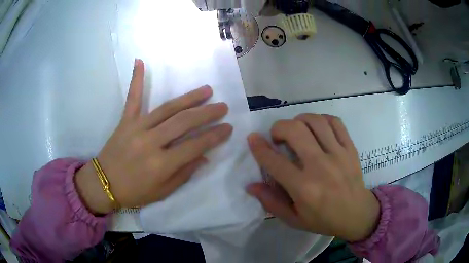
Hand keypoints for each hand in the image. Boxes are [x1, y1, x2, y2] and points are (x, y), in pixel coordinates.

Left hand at [75, 59, 232, 213]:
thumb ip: (184, 173)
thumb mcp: (163, 192)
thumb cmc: (135, 192)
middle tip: (223, 106)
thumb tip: (204, 156)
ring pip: (167, 108)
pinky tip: (139, 61)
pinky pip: (132, 98)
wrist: (104, 184)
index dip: (214, 136)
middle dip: (207, 113)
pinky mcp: (125, 121)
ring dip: (189, 98)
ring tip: (206, 90)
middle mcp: (151, 142)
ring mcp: (136, 128)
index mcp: (161, 164)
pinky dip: (136, 79)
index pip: (195, 145)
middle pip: (184, 122)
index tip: (228, 128)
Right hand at [247, 114, 379, 241]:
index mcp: (304, 188)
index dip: (259, 147)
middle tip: (278, 137)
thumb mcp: (294, 219)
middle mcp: (320, 167)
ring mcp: (338, 154)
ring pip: (315, 121)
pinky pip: (335, 122)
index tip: (253, 138)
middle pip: (295, 131)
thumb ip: (271, 202)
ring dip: (299, 120)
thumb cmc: (324, 220)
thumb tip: (251, 185)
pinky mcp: (350, 148)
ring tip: (297, 130)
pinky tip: (317, 128)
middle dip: (278, 128)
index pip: (274, 161)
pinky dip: (321, 119)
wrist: (357, 214)